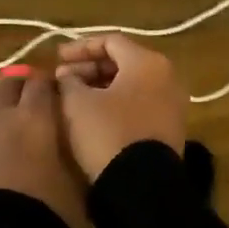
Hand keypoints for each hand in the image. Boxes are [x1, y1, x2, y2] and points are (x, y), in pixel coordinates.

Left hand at [0, 70, 85, 225]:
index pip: (41, 84)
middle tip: (28, 97)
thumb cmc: (47, 213)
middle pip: (5, 84)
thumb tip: (71, 146)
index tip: (55, 92)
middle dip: (18, 85)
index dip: (48, 84)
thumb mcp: (76, 184)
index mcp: (35, 118)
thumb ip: (72, 156)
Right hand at [54, 34, 186, 180]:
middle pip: (123, 61)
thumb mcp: (77, 103)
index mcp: (147, 62)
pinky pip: (140, 103)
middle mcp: (166, 76)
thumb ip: (69, 81)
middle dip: (89, 67)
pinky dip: (116, 102)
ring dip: (101, 86)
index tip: (56, 60)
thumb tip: (68, 75)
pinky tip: (94, 115)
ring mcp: (172, 103)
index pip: (110, 41)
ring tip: (74, 97)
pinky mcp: (169, 127)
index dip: (80, 47)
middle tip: (63, 79)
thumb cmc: (108, 133)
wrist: (141, 186)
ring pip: (131, 84)